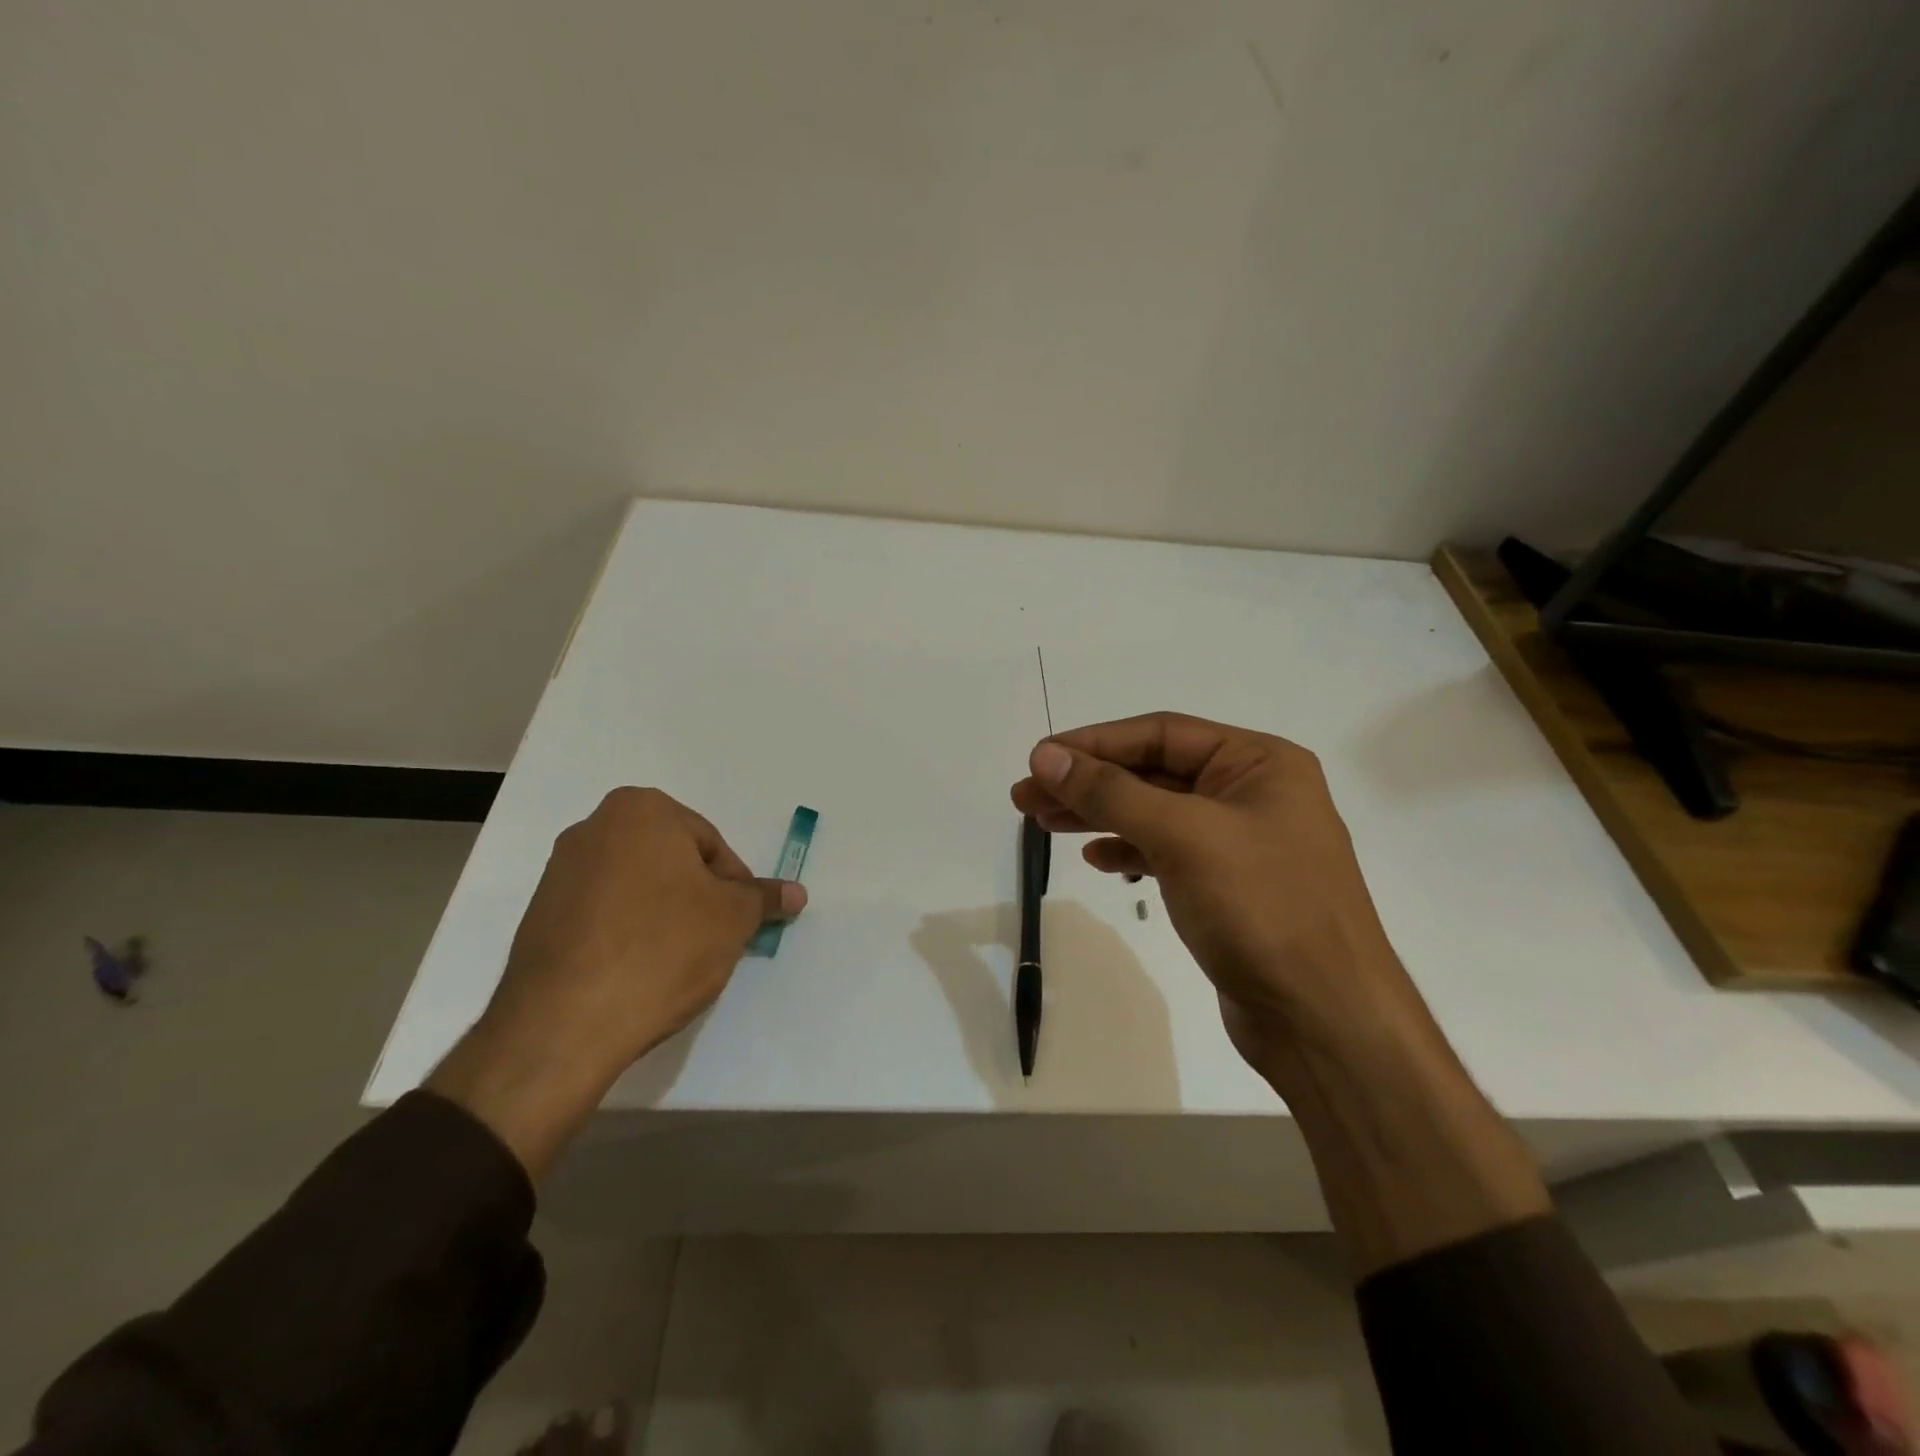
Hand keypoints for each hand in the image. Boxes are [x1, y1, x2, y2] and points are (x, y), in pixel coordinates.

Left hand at [429, 787, 804, 1176]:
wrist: (565, 1022)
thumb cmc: (663, 947)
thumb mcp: (733, 919)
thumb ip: (765, 898)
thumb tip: (795, 892)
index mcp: (640, 810)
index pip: (710, 844)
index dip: (732, 886)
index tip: (736, 923)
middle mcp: (593, 828)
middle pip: (671, 862)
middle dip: (696, 897)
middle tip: (712, 940)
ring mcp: (558, 873)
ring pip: (637, 888)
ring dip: (663, 916)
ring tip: (674, 962)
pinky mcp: (539, 917)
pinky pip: (603, 915)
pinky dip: (627, 934)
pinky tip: (637, 972)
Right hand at [1010, 712, 1411, 1073]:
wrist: (1324, 1021)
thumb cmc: (1261, 908)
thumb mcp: (1182, 836)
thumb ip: (1111, 792)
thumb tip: (1046, 757)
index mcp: (1259, 762)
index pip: (1161, 734)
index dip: (1095, 743)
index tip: (1038, 759)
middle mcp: (1253, 793)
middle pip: (1154, 772)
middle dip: (1089, 782)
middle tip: (1025, 797)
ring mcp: (1241, 842)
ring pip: (1155, 813)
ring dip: (1100, 815)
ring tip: (1043, 823)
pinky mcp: (1228, 887)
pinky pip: (1167, 852)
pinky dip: (1129, 851)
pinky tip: (1096, 858)